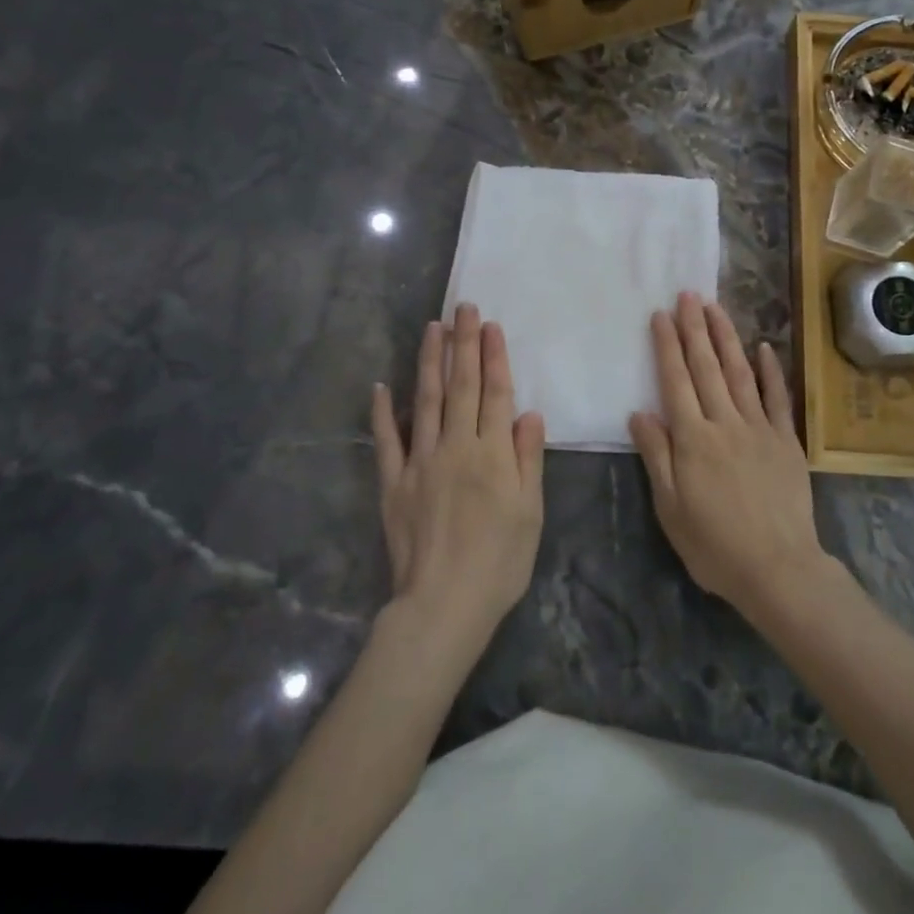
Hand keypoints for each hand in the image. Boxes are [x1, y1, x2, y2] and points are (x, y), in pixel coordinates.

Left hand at [371, 304, 546, 642]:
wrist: (443, 605)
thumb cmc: (499, 561)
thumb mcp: (531, 512)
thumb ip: (528, 458)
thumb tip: (528, 412)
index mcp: (492, 453)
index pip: (495, 393)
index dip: (494, 357)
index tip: (490, 325)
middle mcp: (456, 446)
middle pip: (462, 386)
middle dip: (463, 344)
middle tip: (462, 307)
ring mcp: (421, 462)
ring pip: (427, 401)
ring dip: (430, 362)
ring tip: (432, 328)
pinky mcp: (394, 482)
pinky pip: (388, 441)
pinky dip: (384, 412)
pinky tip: (382, 386)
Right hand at [630, 292, 830, 619]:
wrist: (778, 568)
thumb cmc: (715, 545)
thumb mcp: (671, 508)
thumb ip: (657, 456)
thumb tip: (639, 412)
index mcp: (693, 439)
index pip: (676, 381)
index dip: (667, 346)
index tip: (661, 315)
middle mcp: (725, 423)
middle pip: (706, 367)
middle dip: (695, 328)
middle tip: (688, 295)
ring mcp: (759, 428)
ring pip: (740, 373)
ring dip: (726, 337)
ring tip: (715, 307)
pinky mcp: (786, 440)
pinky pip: (777, 397)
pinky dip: (770, 370)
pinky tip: (763, 346)